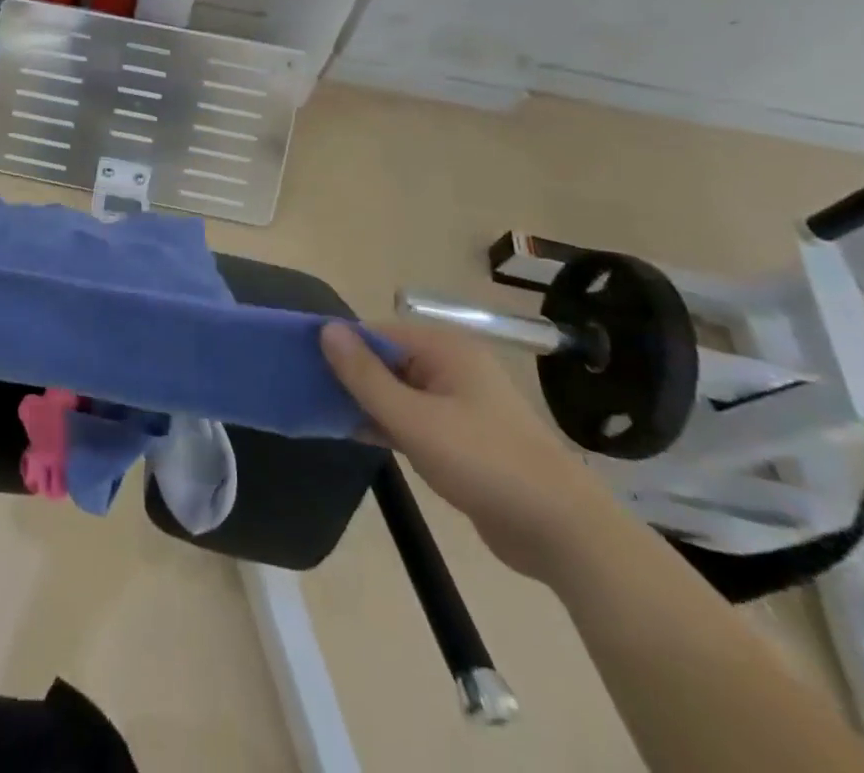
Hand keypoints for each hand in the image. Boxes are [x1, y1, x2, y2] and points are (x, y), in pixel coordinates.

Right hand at [322, 318, 620, 583]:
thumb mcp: (414, 419)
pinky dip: (383, 423)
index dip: (339, 347)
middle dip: (348, 375)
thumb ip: (365, 375)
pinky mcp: (459, 437)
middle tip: (304, 391)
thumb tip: (326, 329)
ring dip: (363, 401)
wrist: (562, 532)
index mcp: (444, 348)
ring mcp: (456, 402)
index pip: (376, 333)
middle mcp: (450, 366)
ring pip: (395, 391)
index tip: (301, 364)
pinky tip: (351, 433)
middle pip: (385, 360)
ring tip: (317, 411)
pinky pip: (410, 417)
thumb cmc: (484, 462)